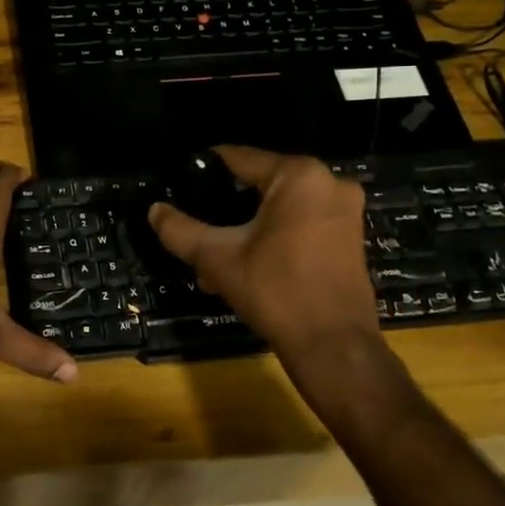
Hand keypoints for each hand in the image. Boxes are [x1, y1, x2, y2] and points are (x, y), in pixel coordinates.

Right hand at [148, 146, 380, 368]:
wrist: (334, 347)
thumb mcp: (217, 258)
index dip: (203, 171)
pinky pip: (300, 223)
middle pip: (259, 184)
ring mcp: (345, 210)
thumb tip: (154, 210)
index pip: (238, 158)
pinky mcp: (350, 236)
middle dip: (225, 208)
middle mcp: (328, 182)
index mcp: (298, 175)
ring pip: (279, 207)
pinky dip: (273, 237)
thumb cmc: (276, 291)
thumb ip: (180, 230)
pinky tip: (246, 264)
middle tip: (195, 229)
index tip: (178, 186)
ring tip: (214, 256)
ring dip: (246, 228)